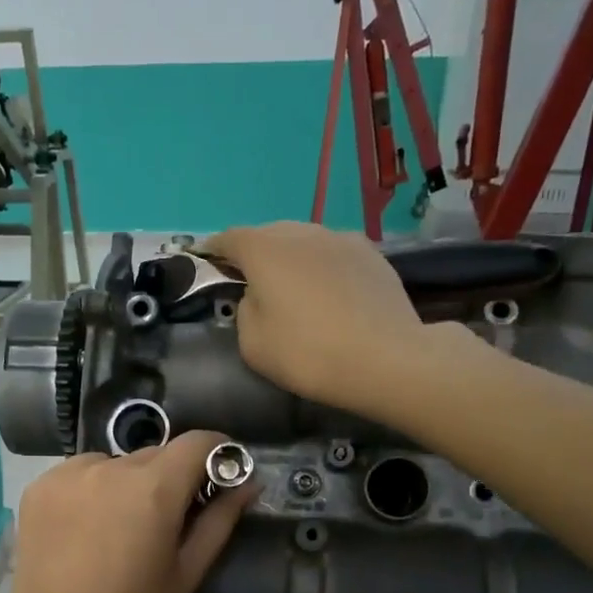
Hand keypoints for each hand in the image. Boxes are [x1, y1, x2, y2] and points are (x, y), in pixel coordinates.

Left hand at [0, 431, 257, 592]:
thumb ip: (220, 520)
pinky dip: (92, 490)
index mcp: (152, 489)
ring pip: (115, 463)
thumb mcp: (186, 573)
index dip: (218, 451)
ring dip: (128, 483)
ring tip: (121, 530)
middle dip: (171, 478)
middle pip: (155, 455)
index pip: (197, 442)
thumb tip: (249, 483)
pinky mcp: (37, 488)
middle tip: (169, 521)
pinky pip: (79, 474)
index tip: (222, 473)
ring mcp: (66, 475)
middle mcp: (107, 467)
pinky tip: (87, 529)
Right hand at [200, 221, 436, 414]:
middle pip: (269, 234)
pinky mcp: (372, 254)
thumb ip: (244, 310)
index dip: (214, 250)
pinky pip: (333, 254)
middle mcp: (302, 233)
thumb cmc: (307, 353)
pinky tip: (328, 293)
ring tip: (291, 286)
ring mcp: (341, 239)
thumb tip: (257, 296)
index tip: (207, 262)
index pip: (229, 238)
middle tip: (250, 280)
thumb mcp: (252, 343)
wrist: (386, 360)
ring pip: (304, 241)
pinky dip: (321, 267)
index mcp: (265, 250)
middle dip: (254, 253)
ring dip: (291, 258)